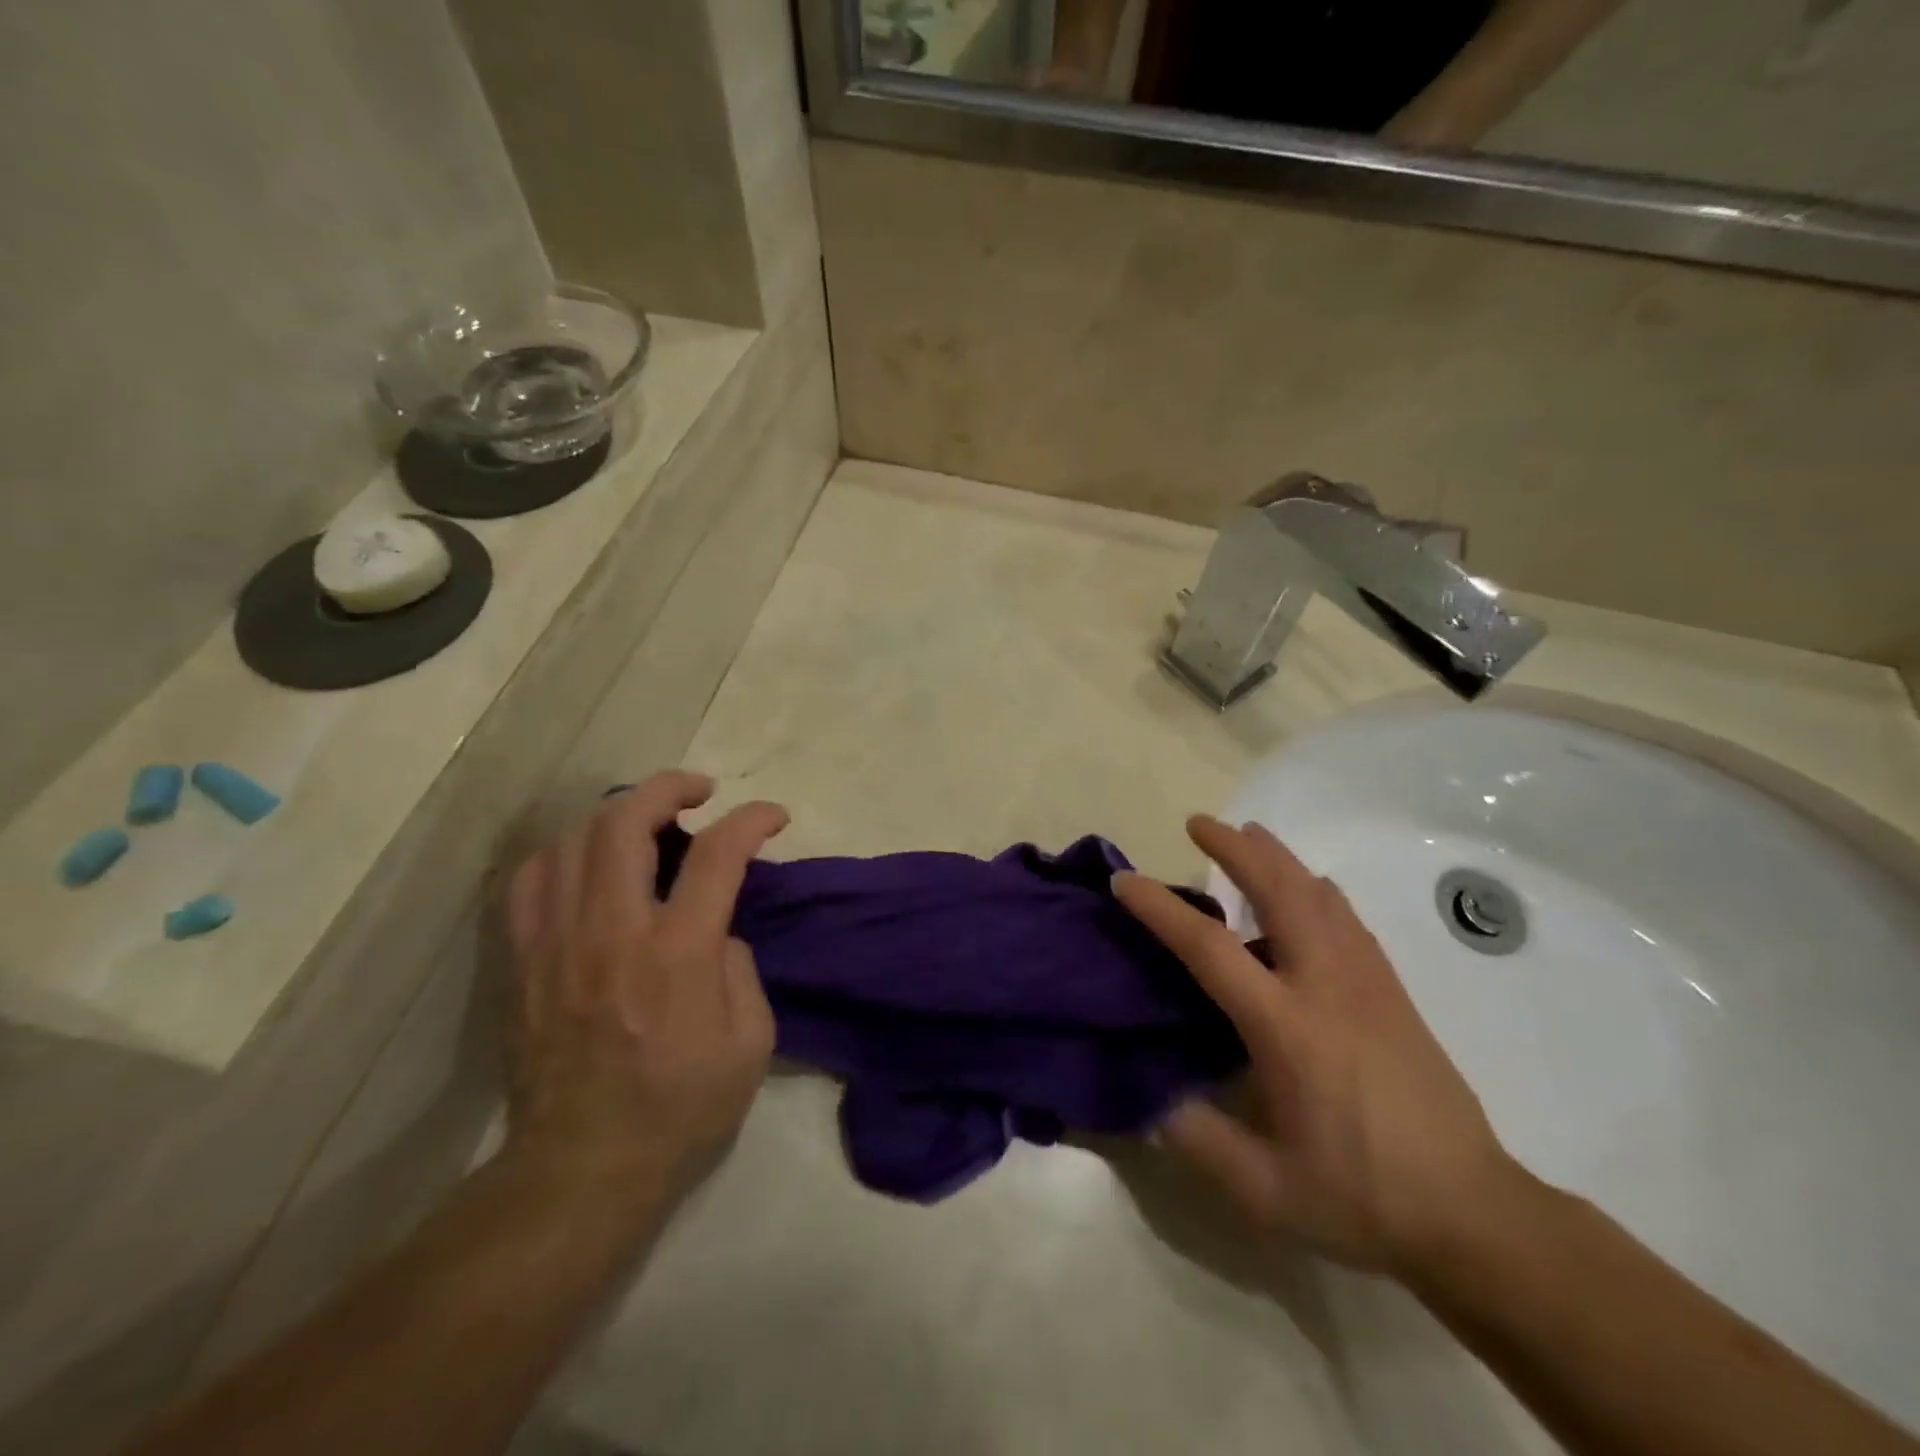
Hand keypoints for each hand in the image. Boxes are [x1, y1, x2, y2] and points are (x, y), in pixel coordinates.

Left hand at [502, 771, 787, 1205]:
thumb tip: (715, 930)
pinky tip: (586, 860)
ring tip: (645, 820)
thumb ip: (741, 968)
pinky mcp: (522, 962)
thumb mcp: (751, 1043)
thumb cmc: (681, 1108)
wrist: (582, 1169)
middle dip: (668, 787)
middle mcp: (612, 932)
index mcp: (678, 953)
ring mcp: (556, 943)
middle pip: (625, 823)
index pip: (718, 855)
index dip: (752, 820)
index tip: (773, 816)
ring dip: (616, 813)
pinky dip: (563, 852)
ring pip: (572, 840)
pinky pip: (529, 881)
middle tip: (699, 791)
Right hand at [1115, 816, 1520, 1276]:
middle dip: (1235, 848)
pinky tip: (1305, 892)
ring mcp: (1367, 981)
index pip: (1210, 947)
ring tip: (1246, 837)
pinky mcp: (1392, 990)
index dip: (1161, 908)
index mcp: (1287, 1027)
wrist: (1474, 1213)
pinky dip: (1314, 889)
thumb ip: (1197, 1139)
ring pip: (1318, 893)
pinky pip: (1346, 917)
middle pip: (1279, 890)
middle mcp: (1326, 985)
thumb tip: (1151, 1095)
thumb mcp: (1266, 1191)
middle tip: (1198, 822)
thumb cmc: (1362, 1197)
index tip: (1126, 880)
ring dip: (1277, 858)